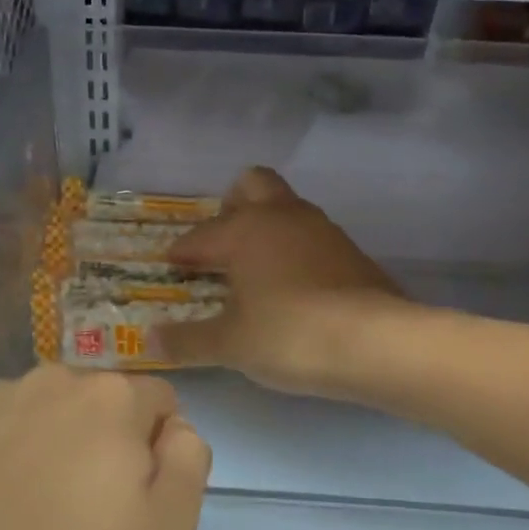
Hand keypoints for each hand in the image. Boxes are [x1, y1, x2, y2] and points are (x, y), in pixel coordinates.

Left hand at [0, 366, 209, 529]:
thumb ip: (187, 465)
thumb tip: (176, 429)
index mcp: (111, 400)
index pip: (158, 401)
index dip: (157, 447)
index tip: (136, 499)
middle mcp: (50, 380)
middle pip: (93, 403)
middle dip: (96, 442)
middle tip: (79, 512)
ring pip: (33, 413)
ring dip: (39, 445)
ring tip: (18, 513)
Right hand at [159, 167, 408, 395]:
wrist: (377, 344)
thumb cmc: (290, 335)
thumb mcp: (230, 345)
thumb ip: (188, 340)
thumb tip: (151, 339)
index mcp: (245, 231)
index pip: (200, 235)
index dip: (181, 251)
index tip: (170, 266)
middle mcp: (283, 217)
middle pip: (252, 185)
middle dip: (230, 207)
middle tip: (220, 246)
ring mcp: (322, 230)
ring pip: (286, 208)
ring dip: (266, 228)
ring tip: (253, 270)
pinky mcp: (351, 252)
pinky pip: (310, 237)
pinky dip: (294, 251)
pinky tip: (292, 287)